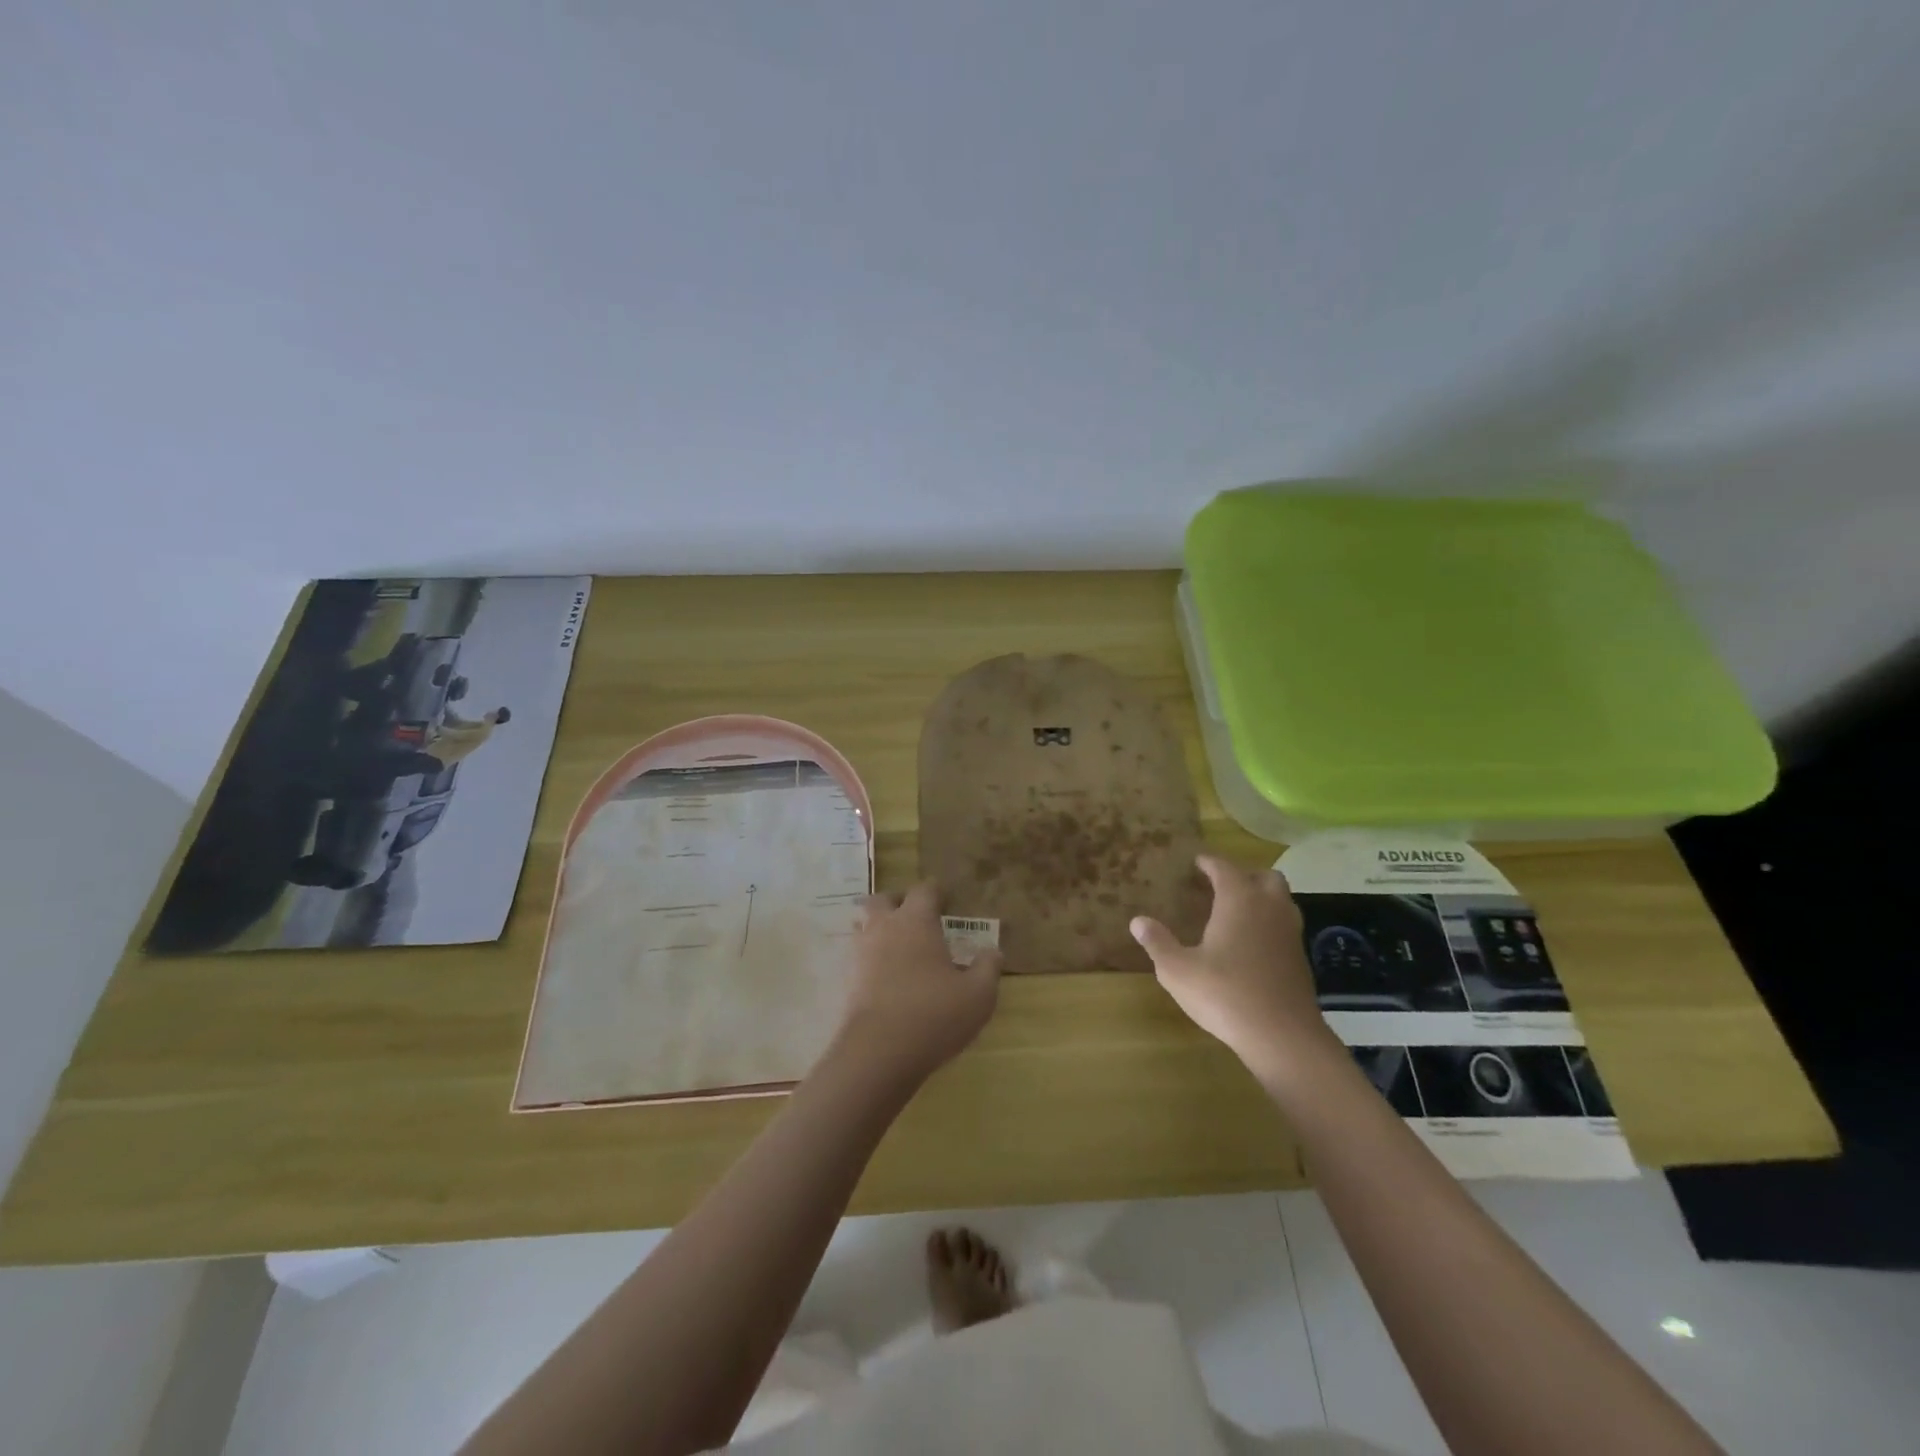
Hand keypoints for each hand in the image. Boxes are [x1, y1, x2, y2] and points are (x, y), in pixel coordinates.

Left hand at [832, 882, 1002, 1085]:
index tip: (946, 900)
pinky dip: (867, 960)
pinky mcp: (844, 980)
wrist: (877, 1053)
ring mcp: (858, 953)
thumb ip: (988, 968)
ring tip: (897, 948)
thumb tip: (993, 951)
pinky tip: (882, 979)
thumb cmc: (934, 1015)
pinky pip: (855, 958)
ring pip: (863, 926)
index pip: (924, 890)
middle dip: (897, 903)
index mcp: (916, 921)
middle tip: (914, 918)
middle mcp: (883, 927)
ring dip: (878, 929)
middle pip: (882, 899)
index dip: (936, 891)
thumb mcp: (978, 995)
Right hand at [1130, 855, 1332, 1074]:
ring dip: (1261, 898)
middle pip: (1264, 877)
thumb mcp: (1178, 970)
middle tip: (1220, 886)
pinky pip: (1285, 926)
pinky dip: (1269, 924)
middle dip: (1244, 875)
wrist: (1282, 1036)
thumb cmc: (1225, 994)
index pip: (1224, 868)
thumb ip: (1158, 942)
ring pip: (1281, 900)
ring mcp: (1290, 933)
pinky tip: (1251, 945)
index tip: (1196, 862)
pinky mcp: (1300, 958)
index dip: (1208, 862)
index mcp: (1239, 900)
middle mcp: (1269, 908)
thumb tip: (1137, 921)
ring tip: (1236, 912)